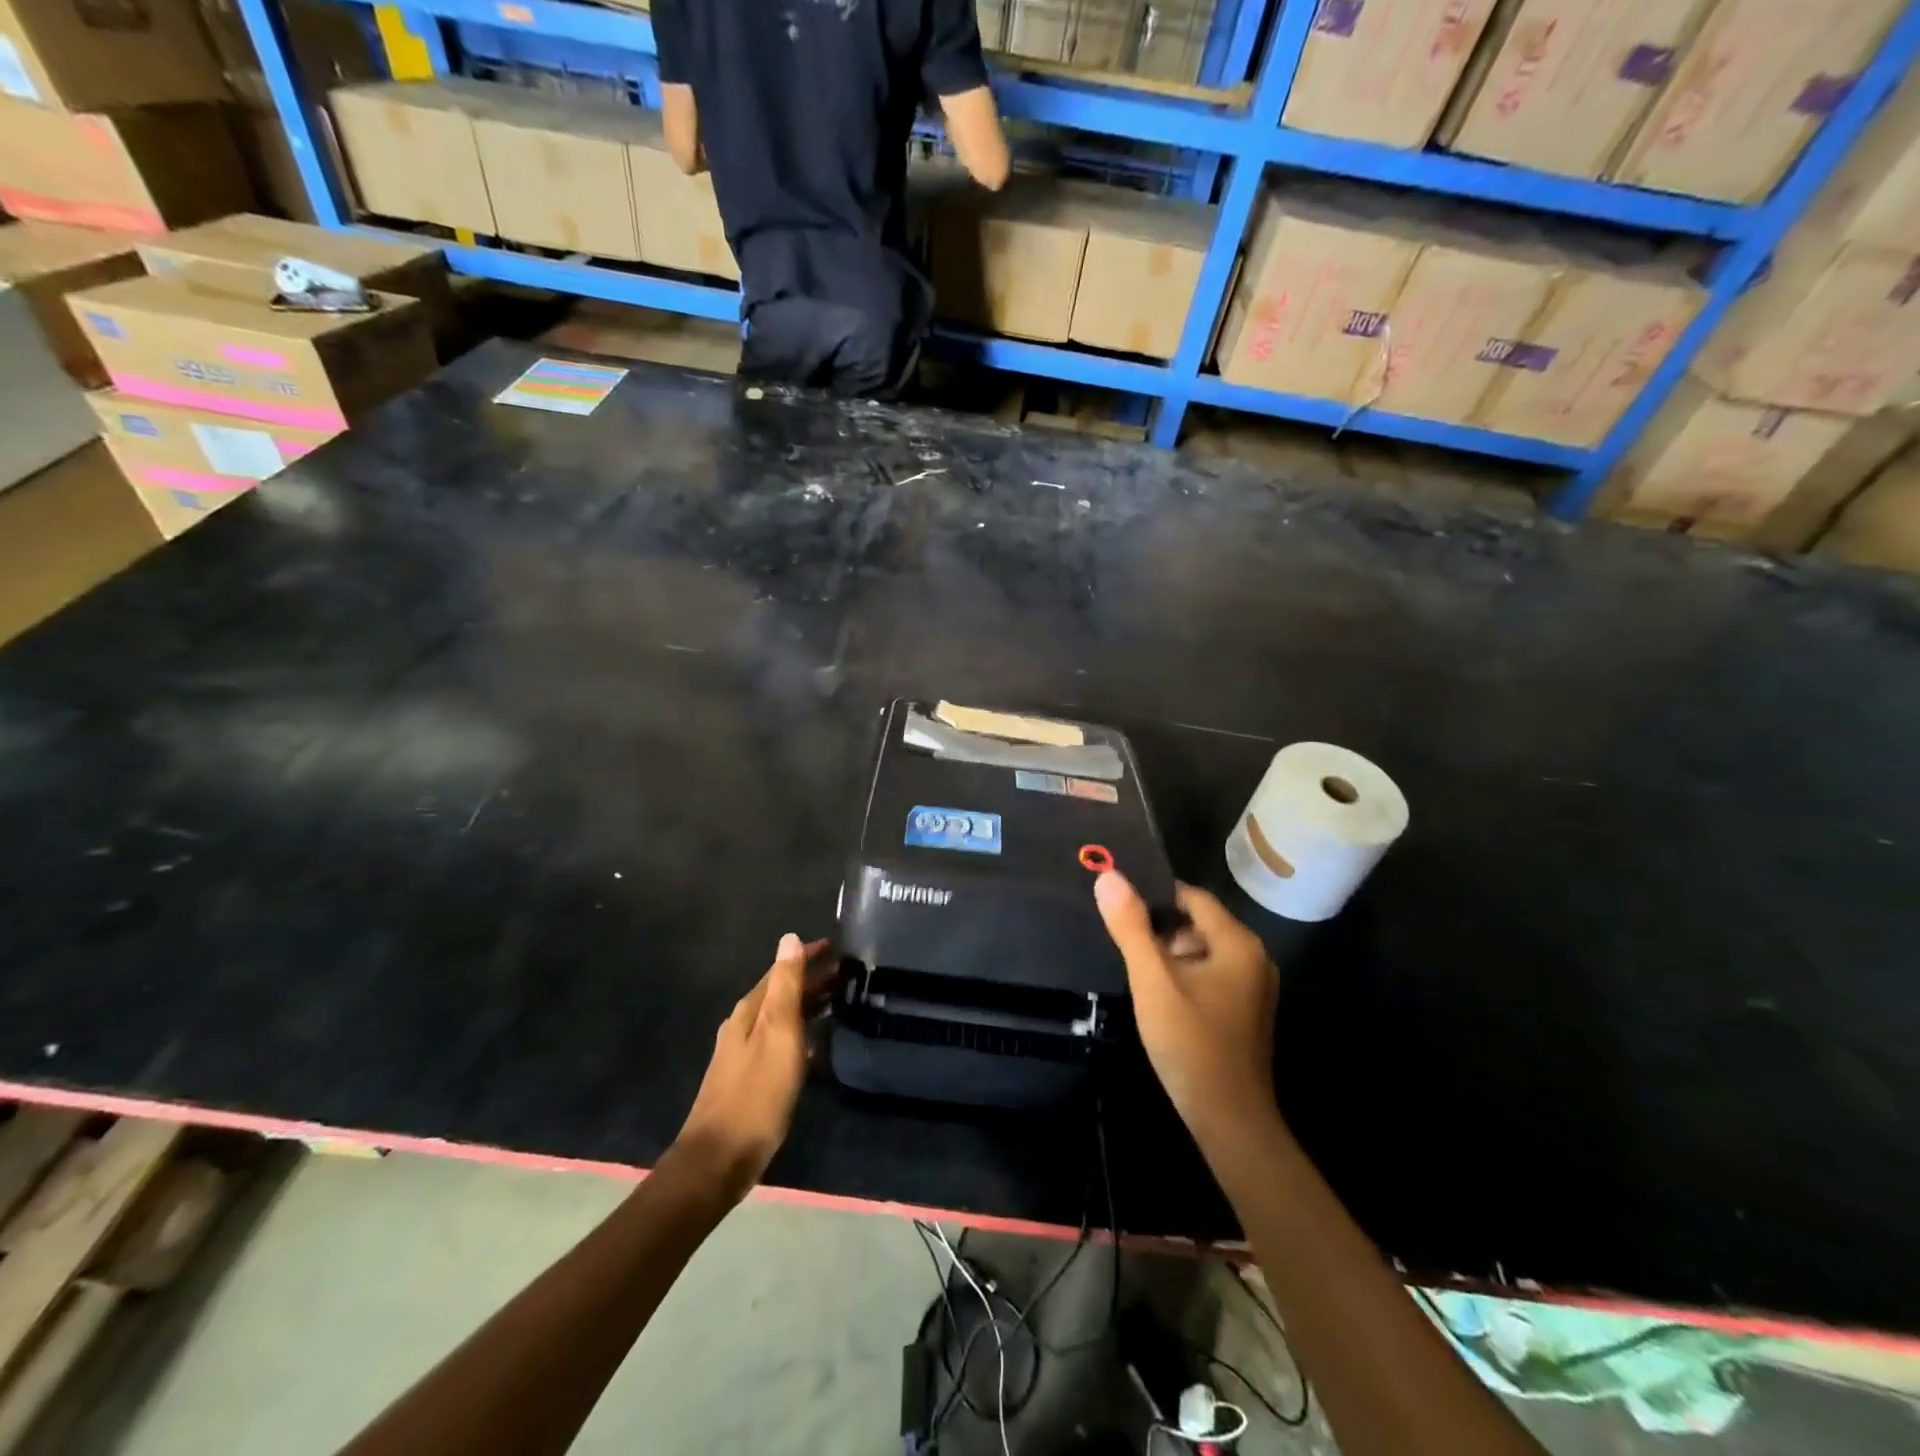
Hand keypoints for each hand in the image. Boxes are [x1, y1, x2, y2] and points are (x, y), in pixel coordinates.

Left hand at [674, 933, 830, 1198]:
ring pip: (783, 1016)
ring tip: (841, 1001)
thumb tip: (789, 938)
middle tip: (850, 974)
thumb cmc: (756, 1093)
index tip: (839, 946)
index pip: (782, 969)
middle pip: (782, 992)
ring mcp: (745, 1053)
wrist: (719, 1159)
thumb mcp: (777, 1033)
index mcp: (751, 1010)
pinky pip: (782, 1041)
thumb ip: (785, 986)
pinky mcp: (752, 1077)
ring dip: (809, 1005)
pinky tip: (818, 1043)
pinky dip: (802, 1032)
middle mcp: (745, 1025)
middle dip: (813, 979)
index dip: (809, 955)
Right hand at [1094, 873, 1278, 1149]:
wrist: (1229, 1120)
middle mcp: (1254, 957)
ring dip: (1170, 956)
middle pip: (1198, 923)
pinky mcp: (1246, 1011)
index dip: (1154, 896)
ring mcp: (1253, 987)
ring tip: (1138, 973)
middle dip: (1160, 930)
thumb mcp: (1152, 980)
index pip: (1192, 897)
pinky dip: (1184, 977)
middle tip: (1125, 946)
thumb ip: (1130, 927)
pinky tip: (1160, 998)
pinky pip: (1210, 975)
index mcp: (1238, 943)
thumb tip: (1108, 876)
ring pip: (1202, 951)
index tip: (1119, 904)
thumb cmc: (1190, 1043)